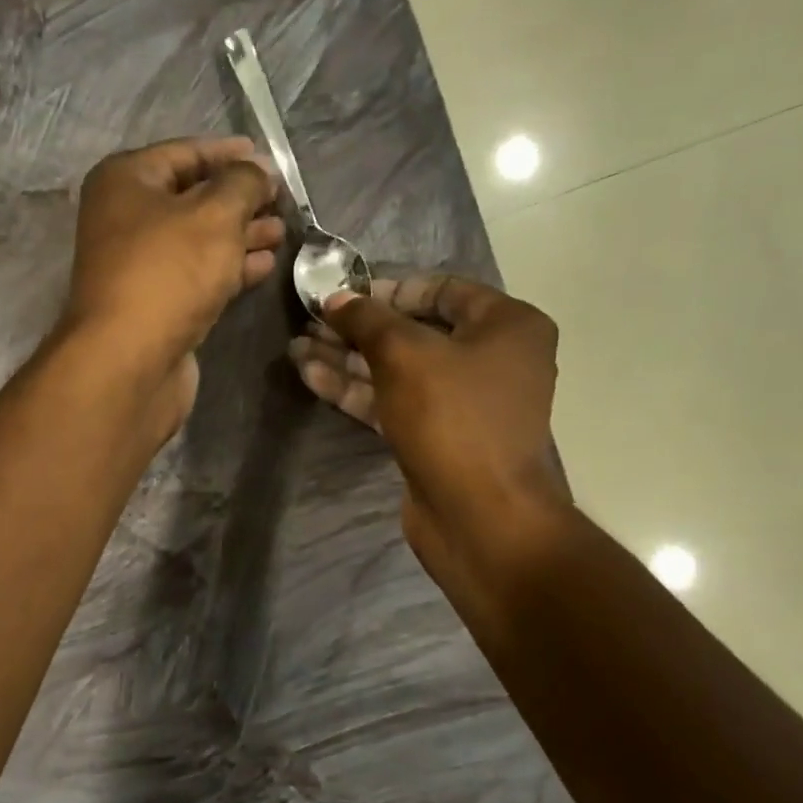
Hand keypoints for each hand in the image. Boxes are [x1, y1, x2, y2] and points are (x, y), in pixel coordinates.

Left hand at [61, 137, 283, 432]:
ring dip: (241, 235)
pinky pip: (198, 275)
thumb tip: (258, 171)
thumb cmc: (168, 273)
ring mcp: (140, 267)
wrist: (129, 361)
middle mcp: (126, 219)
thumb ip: (243, 184)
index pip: (184, 153)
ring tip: (282, 233)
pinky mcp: (156, 305)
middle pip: (192, 199)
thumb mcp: (215, 214)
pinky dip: (231, 268)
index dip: (229, 154)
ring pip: (198, 240)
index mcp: (125, 181)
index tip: (270, 160)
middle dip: (240, 200)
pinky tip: (265, 266)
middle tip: (283, 202)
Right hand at [289, 274, 570, 581]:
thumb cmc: (452, 418)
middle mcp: (490, 359)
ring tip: (296, 348)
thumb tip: (336, 299)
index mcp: (506, 326)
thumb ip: (367, 320)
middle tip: (309, 322)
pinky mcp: (436, 436)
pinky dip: (356, 390)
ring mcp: (461, 402)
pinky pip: (393, 402)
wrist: (479, 515)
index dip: (387, 288)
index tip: (341, 293)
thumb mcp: (404, 354)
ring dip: (347, 359)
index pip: (441, 290)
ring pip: (397, 370)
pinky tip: (311, 377)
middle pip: (414, 332)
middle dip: (358, 328)